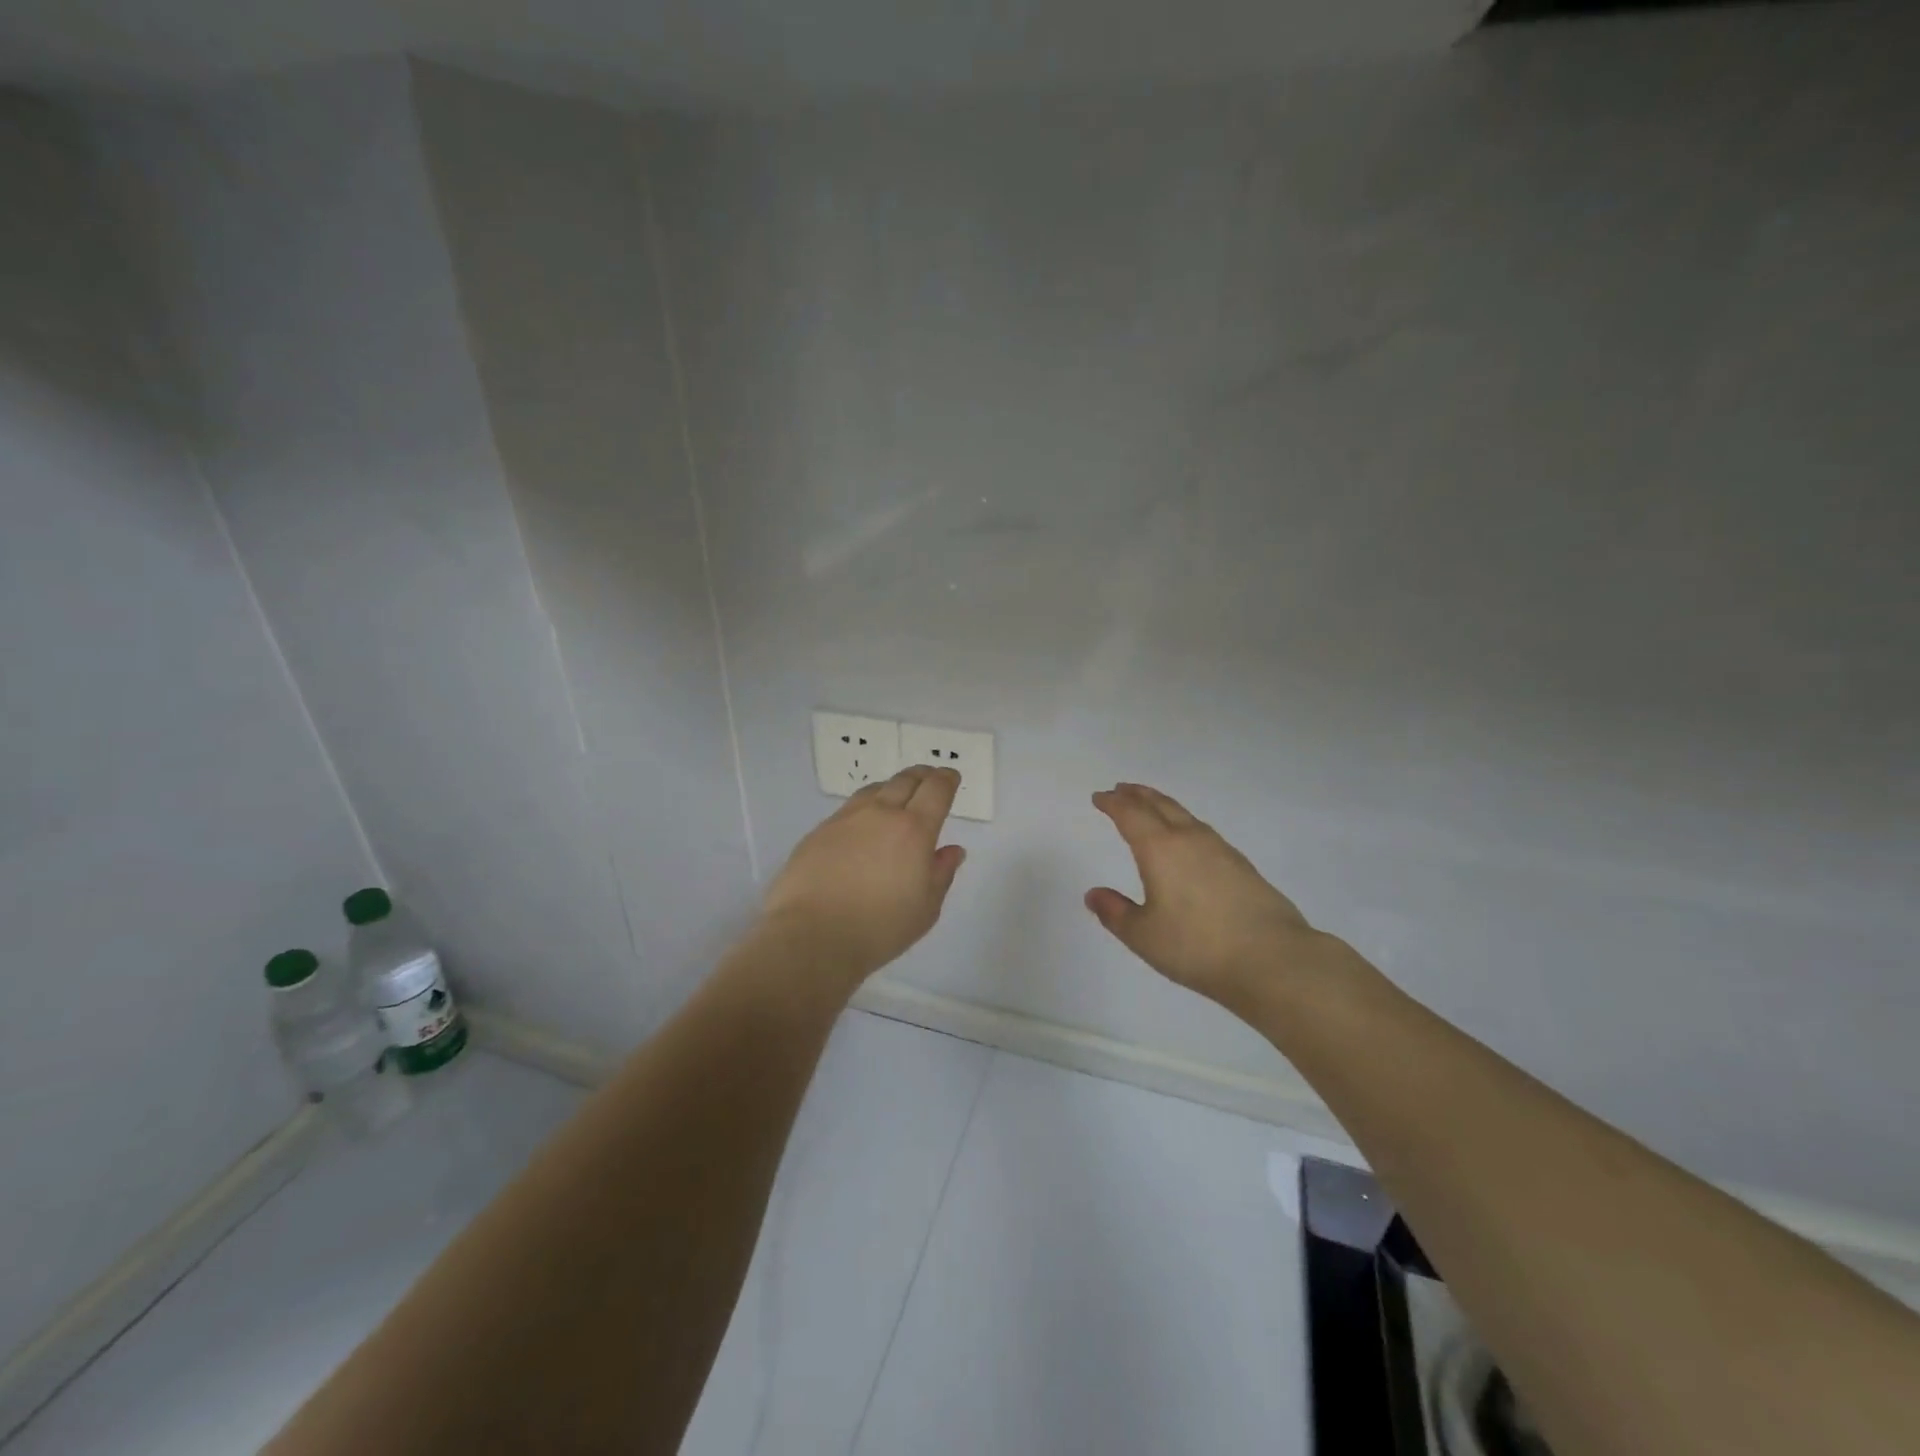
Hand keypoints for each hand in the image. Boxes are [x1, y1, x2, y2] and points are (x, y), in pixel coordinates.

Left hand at [760, 766, 966, 989]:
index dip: (946, 780)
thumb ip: (941, 873)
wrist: (813, 936)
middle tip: (928, 778)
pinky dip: (864, 808)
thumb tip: (952, 850)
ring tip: (895, 797)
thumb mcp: (925, 908)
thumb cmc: (880, 928)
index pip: (936, 790)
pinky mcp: (819, 832)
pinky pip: (848, 809)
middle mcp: (881, 814)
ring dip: (891, 788)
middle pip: (905, 781)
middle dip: (922, 776)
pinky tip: (862, 825)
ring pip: (874, 790)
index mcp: (914, 830)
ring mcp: (846, 819)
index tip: (951, 777)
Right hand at [1086, 783, 1356, 1011]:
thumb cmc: (1197, 946)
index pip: (1131, 815)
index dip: (1113, 803)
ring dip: (1163, 806)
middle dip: (1138, 795)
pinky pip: (1203, 831)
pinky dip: (1185, 824)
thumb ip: (1116, 913)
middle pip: (1160, 805)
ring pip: (1185, 815)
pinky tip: (1189, 839)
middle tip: (1122, 789)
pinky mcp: (1242, 866)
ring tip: (1152, 807)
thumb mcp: (1144, 936)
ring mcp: (1221, 850)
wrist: (1273, 959)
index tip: (1100, 797)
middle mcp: (1190, 839)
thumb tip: (1094, 894)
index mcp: (1160, 849)